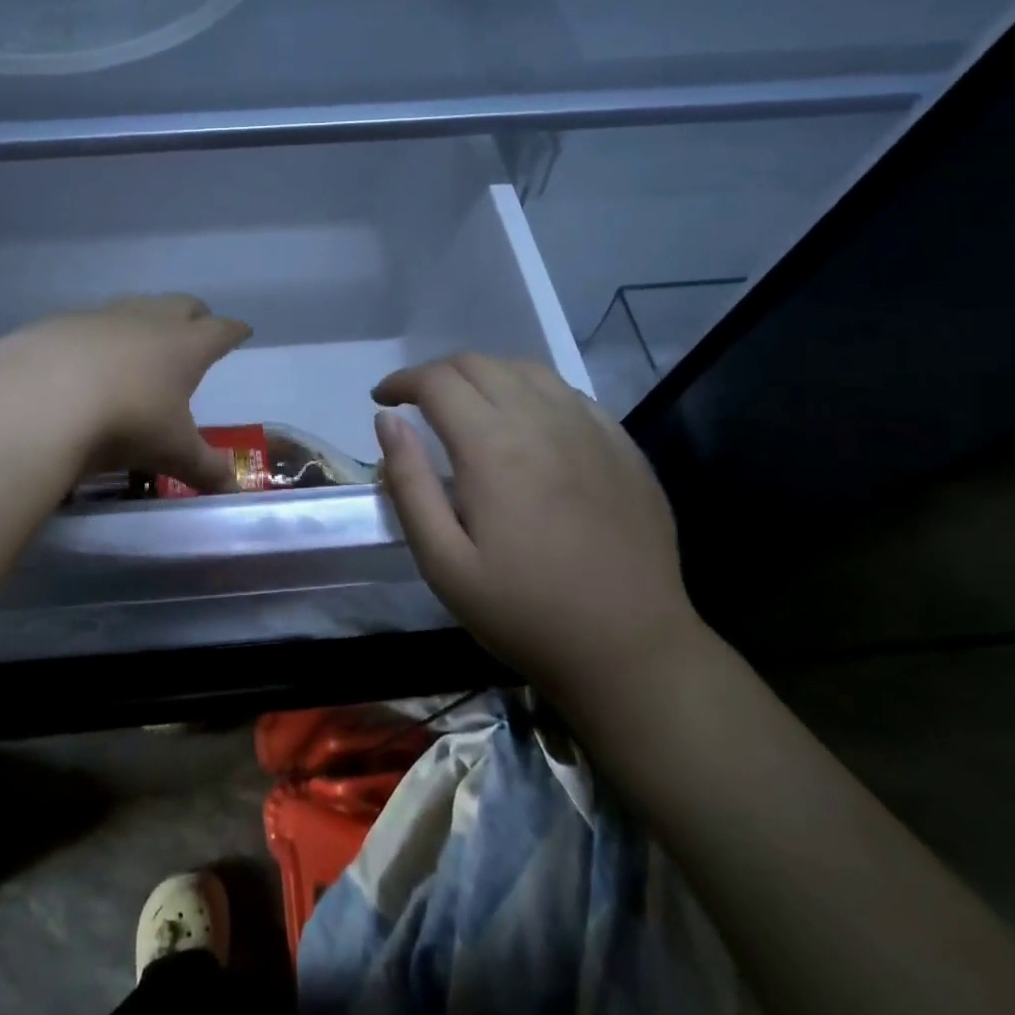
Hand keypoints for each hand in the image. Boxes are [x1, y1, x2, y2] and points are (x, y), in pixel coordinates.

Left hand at [0, 294, 252, 493]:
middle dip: (195, 316)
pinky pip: (90, 322)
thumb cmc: (125, 422)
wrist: (40, 399)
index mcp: (185, 346)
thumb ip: (204, 469)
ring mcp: (102, 316)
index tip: (241, 331)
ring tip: (143, 343)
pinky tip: (86, 359)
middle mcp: (148, 319)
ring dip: (145, 320)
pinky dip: (98, 336)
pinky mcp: (60, 322)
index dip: (233, 331)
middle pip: (182, 305)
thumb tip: (233, 489)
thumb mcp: (171, 452)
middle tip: (198, 329)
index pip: (220, 330)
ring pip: (135, 307)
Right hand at [371, 353, 699, 713]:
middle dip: (437, 373)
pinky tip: (526, 421)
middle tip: (417, 404)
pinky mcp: (621, 445)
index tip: (383, 400)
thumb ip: (409, 485)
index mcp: (493, 447)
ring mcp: (590, 429)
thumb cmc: (524, 612)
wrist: (631, 649)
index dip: (402, 381)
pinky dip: (531, 390)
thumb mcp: (444, 563)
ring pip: (526, 369)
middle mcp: (542, 421)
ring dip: (484, 375)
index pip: (437, 381)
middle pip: (479, 364)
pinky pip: (568, 392)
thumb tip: (387, 422)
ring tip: (466, 405)